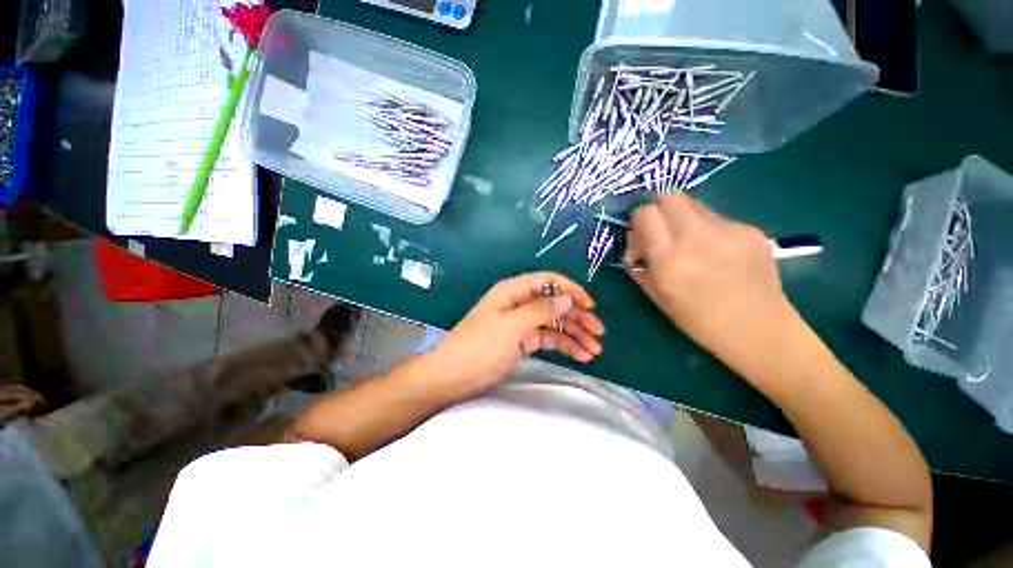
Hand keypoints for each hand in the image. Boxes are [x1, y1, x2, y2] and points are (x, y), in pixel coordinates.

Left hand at [428, 272, 604, 396]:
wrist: (453, 377)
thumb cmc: (479, 347)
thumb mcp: (510, 326)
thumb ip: (540, 310)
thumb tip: (568, 298)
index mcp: (513, 292)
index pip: (548, 282)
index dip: (570, 290)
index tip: (590, 306)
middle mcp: (520, 303)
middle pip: (555, 303)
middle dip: (578, 316)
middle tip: (599, 333)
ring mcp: (522, 323)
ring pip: (555, 323)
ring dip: (575, 334)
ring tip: (595, 350)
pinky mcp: (524, 341)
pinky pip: (549, 339)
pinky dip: (565, 345)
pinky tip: (580, 355)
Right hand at [625, 193, 799, 374]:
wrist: (761, 330)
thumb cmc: (700, 321)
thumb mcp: (657, 297)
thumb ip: (639, 267)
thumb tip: (634, 248)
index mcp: (670, 260)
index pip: (645, 213)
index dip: (638, 221)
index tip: (642, 240)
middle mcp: (698, 238)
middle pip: (669, 196)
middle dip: (658, 210)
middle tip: (661, 233)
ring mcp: (729, 230)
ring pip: (693, 205)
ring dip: (682, 219)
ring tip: (691, 246)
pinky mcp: (751, 230)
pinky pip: (717, 218)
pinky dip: (707, 230)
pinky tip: (717, 254)